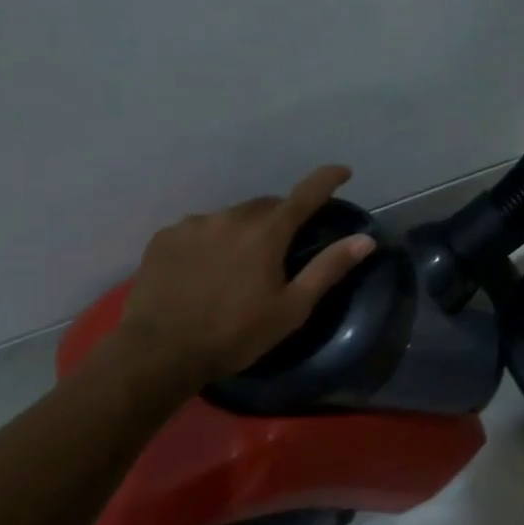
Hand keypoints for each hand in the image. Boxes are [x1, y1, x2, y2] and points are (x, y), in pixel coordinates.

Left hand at [116, 165, 375, 382]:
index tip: (342, 172)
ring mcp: (194, 225)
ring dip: (243, 232)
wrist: (159, 352)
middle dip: (280, 220)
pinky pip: (199, 230)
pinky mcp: (165, 238)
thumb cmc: (235, 334)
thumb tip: (364, 240)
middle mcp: (231, 217)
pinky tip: (205, 271)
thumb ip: (328, 269)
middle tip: (282, 250)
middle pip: (266, 207)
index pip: (305, 194)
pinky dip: (211, 242)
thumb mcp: (292, 308)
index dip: (327, 179)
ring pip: (231, 218)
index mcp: (266, 233)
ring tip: (238, 268)